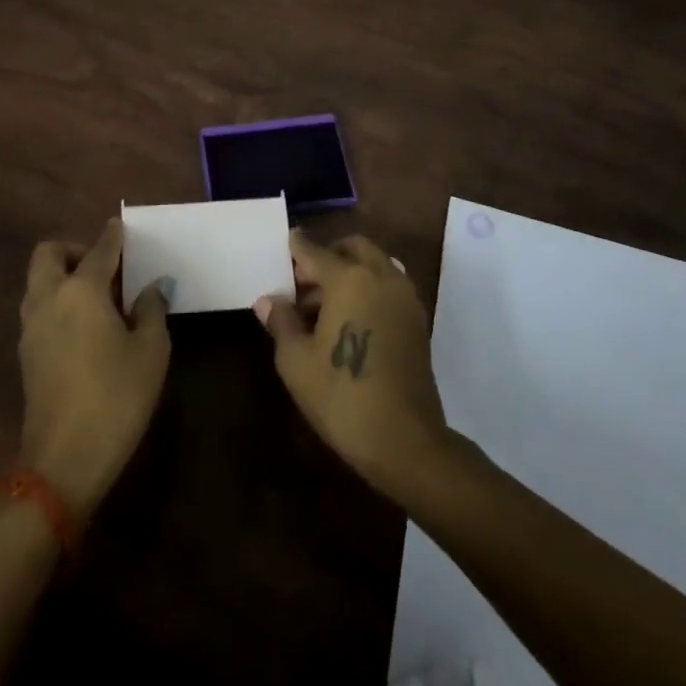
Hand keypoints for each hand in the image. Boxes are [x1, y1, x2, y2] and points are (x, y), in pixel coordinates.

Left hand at [18, 219, 169, 518]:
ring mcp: (31, 327)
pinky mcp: (26, 354)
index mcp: (81, 290)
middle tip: (104, 267)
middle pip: (49, 254)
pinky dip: (57, 302)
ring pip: (39, 281)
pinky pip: (39, 307)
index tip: (121, 226)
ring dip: (62, 276)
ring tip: (98, 297)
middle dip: (74, 250)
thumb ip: (152, 310)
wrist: (64, 461)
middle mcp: (49, 298)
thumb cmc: (116, 397)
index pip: (99, 250)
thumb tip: (152, 288)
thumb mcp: (150, 351)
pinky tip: (85, 326)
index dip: (113, 236)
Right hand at [256, 231, 448, 497]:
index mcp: (349, 279)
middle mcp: (381, 276)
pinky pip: (389, 285)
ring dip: (350, 271)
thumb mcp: (296, 362)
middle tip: (303, 282)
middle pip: (352, 247)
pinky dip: (369, 287)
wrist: (405, 441)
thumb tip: (267, 301)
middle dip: (327, 255)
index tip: (284, 244)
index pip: (314, 251)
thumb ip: (281, 322)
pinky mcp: (417, 320)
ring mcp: (404, 297)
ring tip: (325, 306)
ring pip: (375, 264)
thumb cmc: (342, 397)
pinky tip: (350, 320)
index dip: (295, 248)